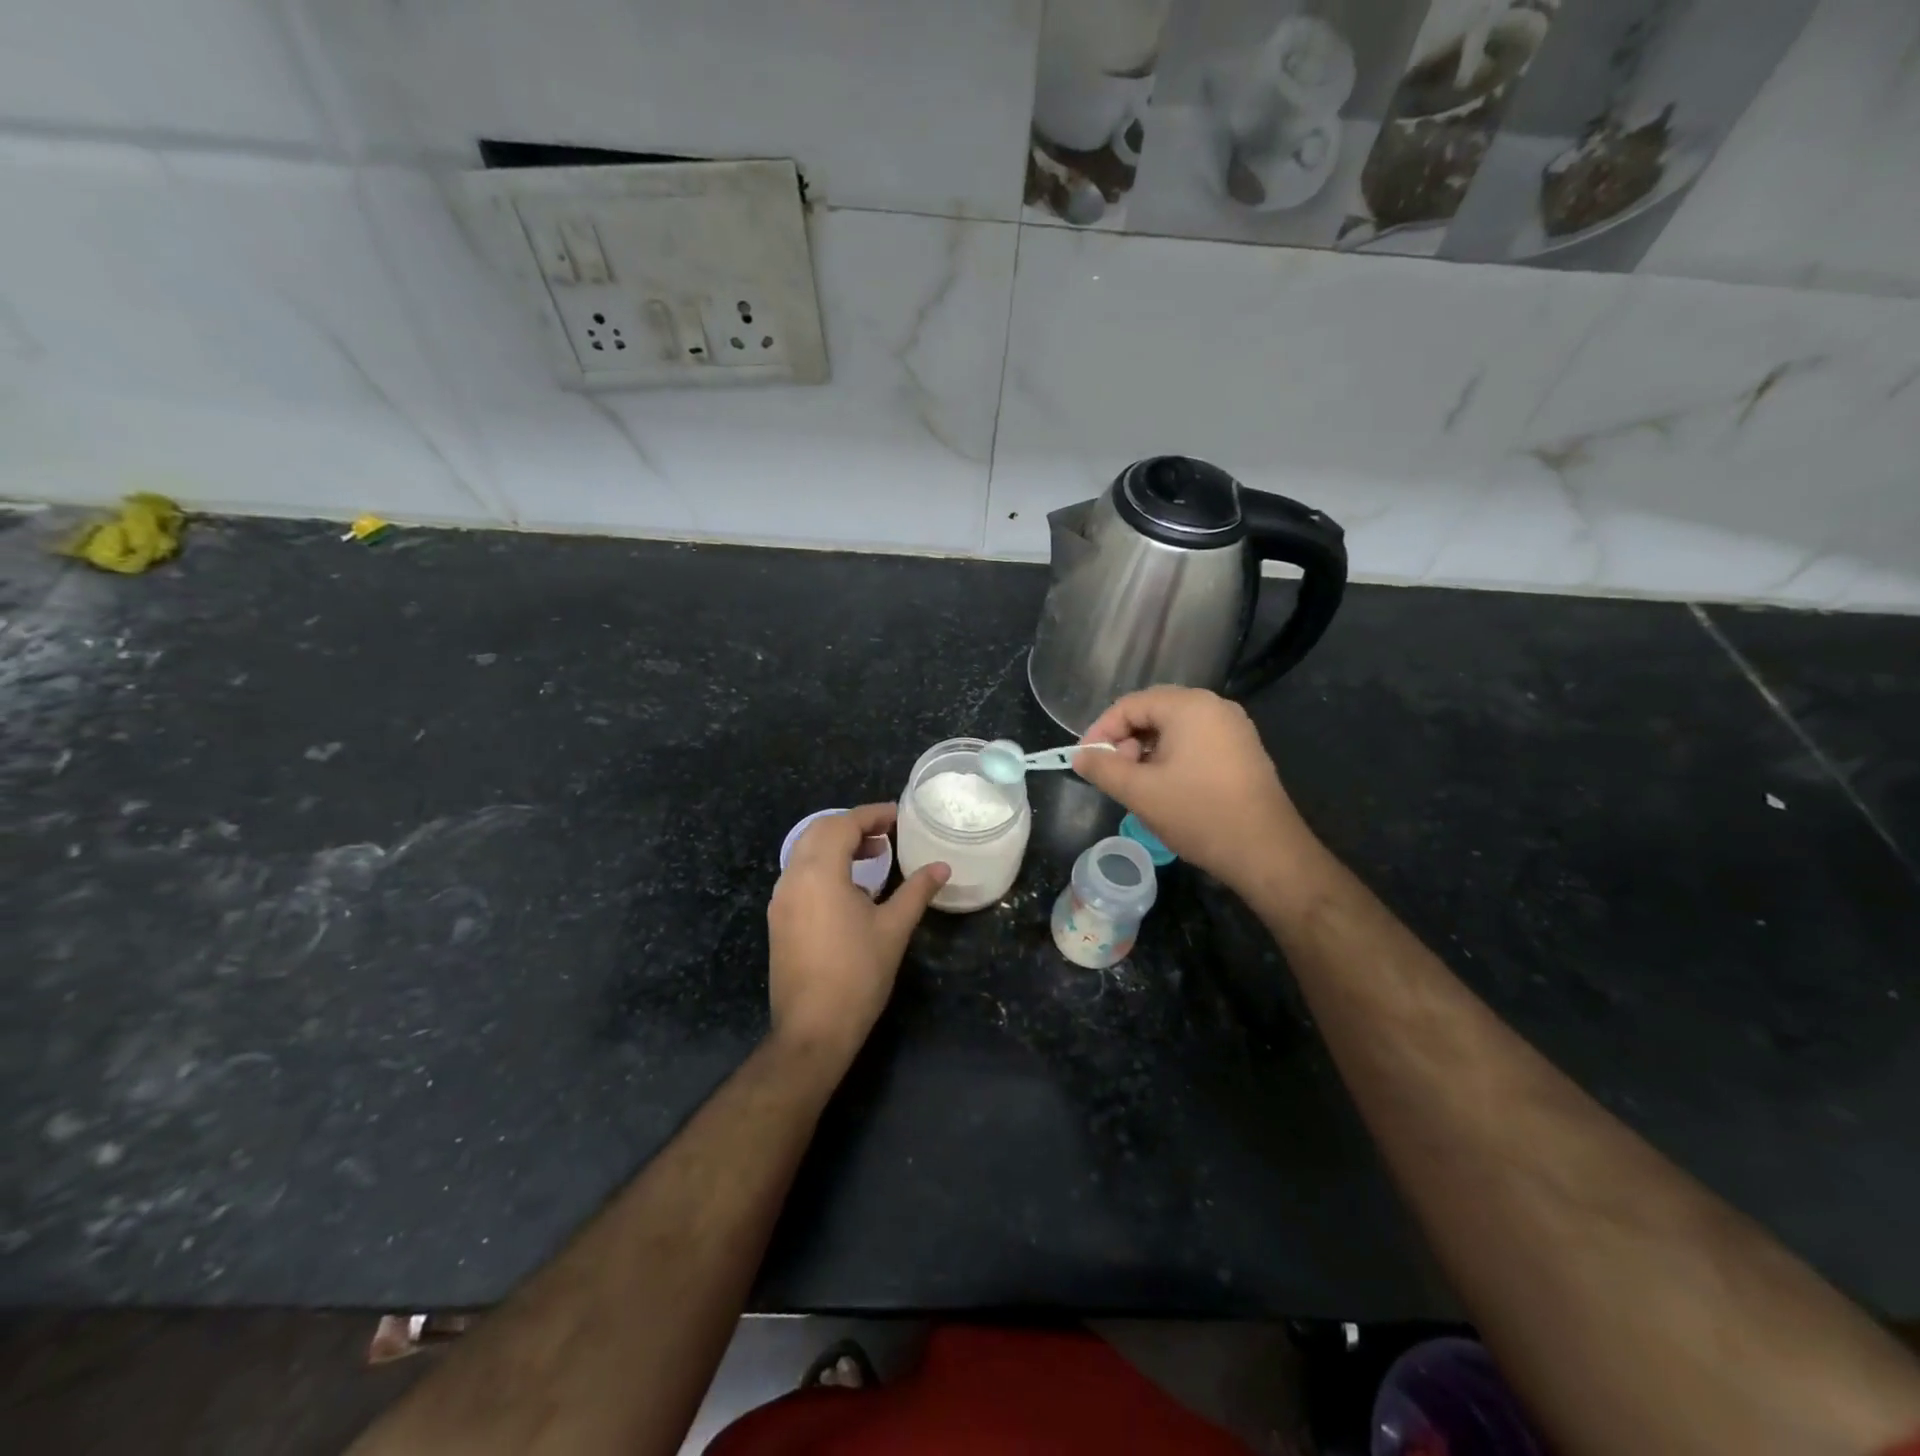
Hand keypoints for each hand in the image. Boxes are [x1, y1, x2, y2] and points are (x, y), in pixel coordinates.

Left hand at [767, 804, 948, 1058]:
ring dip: (837, 845)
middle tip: (887, 834)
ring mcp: (781, 900)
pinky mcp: (779, 920)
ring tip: (873, 857)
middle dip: (852, 825)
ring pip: (805, 853)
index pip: (843, 824)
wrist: (813, 1029)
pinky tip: (851, 889)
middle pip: (818, 831)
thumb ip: (917, 891)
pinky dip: (824, 866)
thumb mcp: (894, 928)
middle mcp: (793, 878)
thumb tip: (942, 867)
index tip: (899, 816)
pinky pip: (800, 876)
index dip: (872, 815)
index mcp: (819, 872)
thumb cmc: (858, 974)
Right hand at [1073, 686, 1312, 895]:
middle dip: (1124, 740)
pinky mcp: (1242, 750)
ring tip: (1135, 784)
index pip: (1130, 705)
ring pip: (1174, 728)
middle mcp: (1214, 706)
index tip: (1085, 761)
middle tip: (1111, 773)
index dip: (1101, 731)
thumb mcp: (1139, 792)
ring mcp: (1233, 727)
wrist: (1266, 851)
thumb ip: (1103, 768)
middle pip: (1153, 712)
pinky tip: (1165, 786)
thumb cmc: (1198, 814)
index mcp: (1189, 706)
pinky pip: (1196, 741)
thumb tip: (1080, 756)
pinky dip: (1171, 757)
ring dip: (1146, 750)